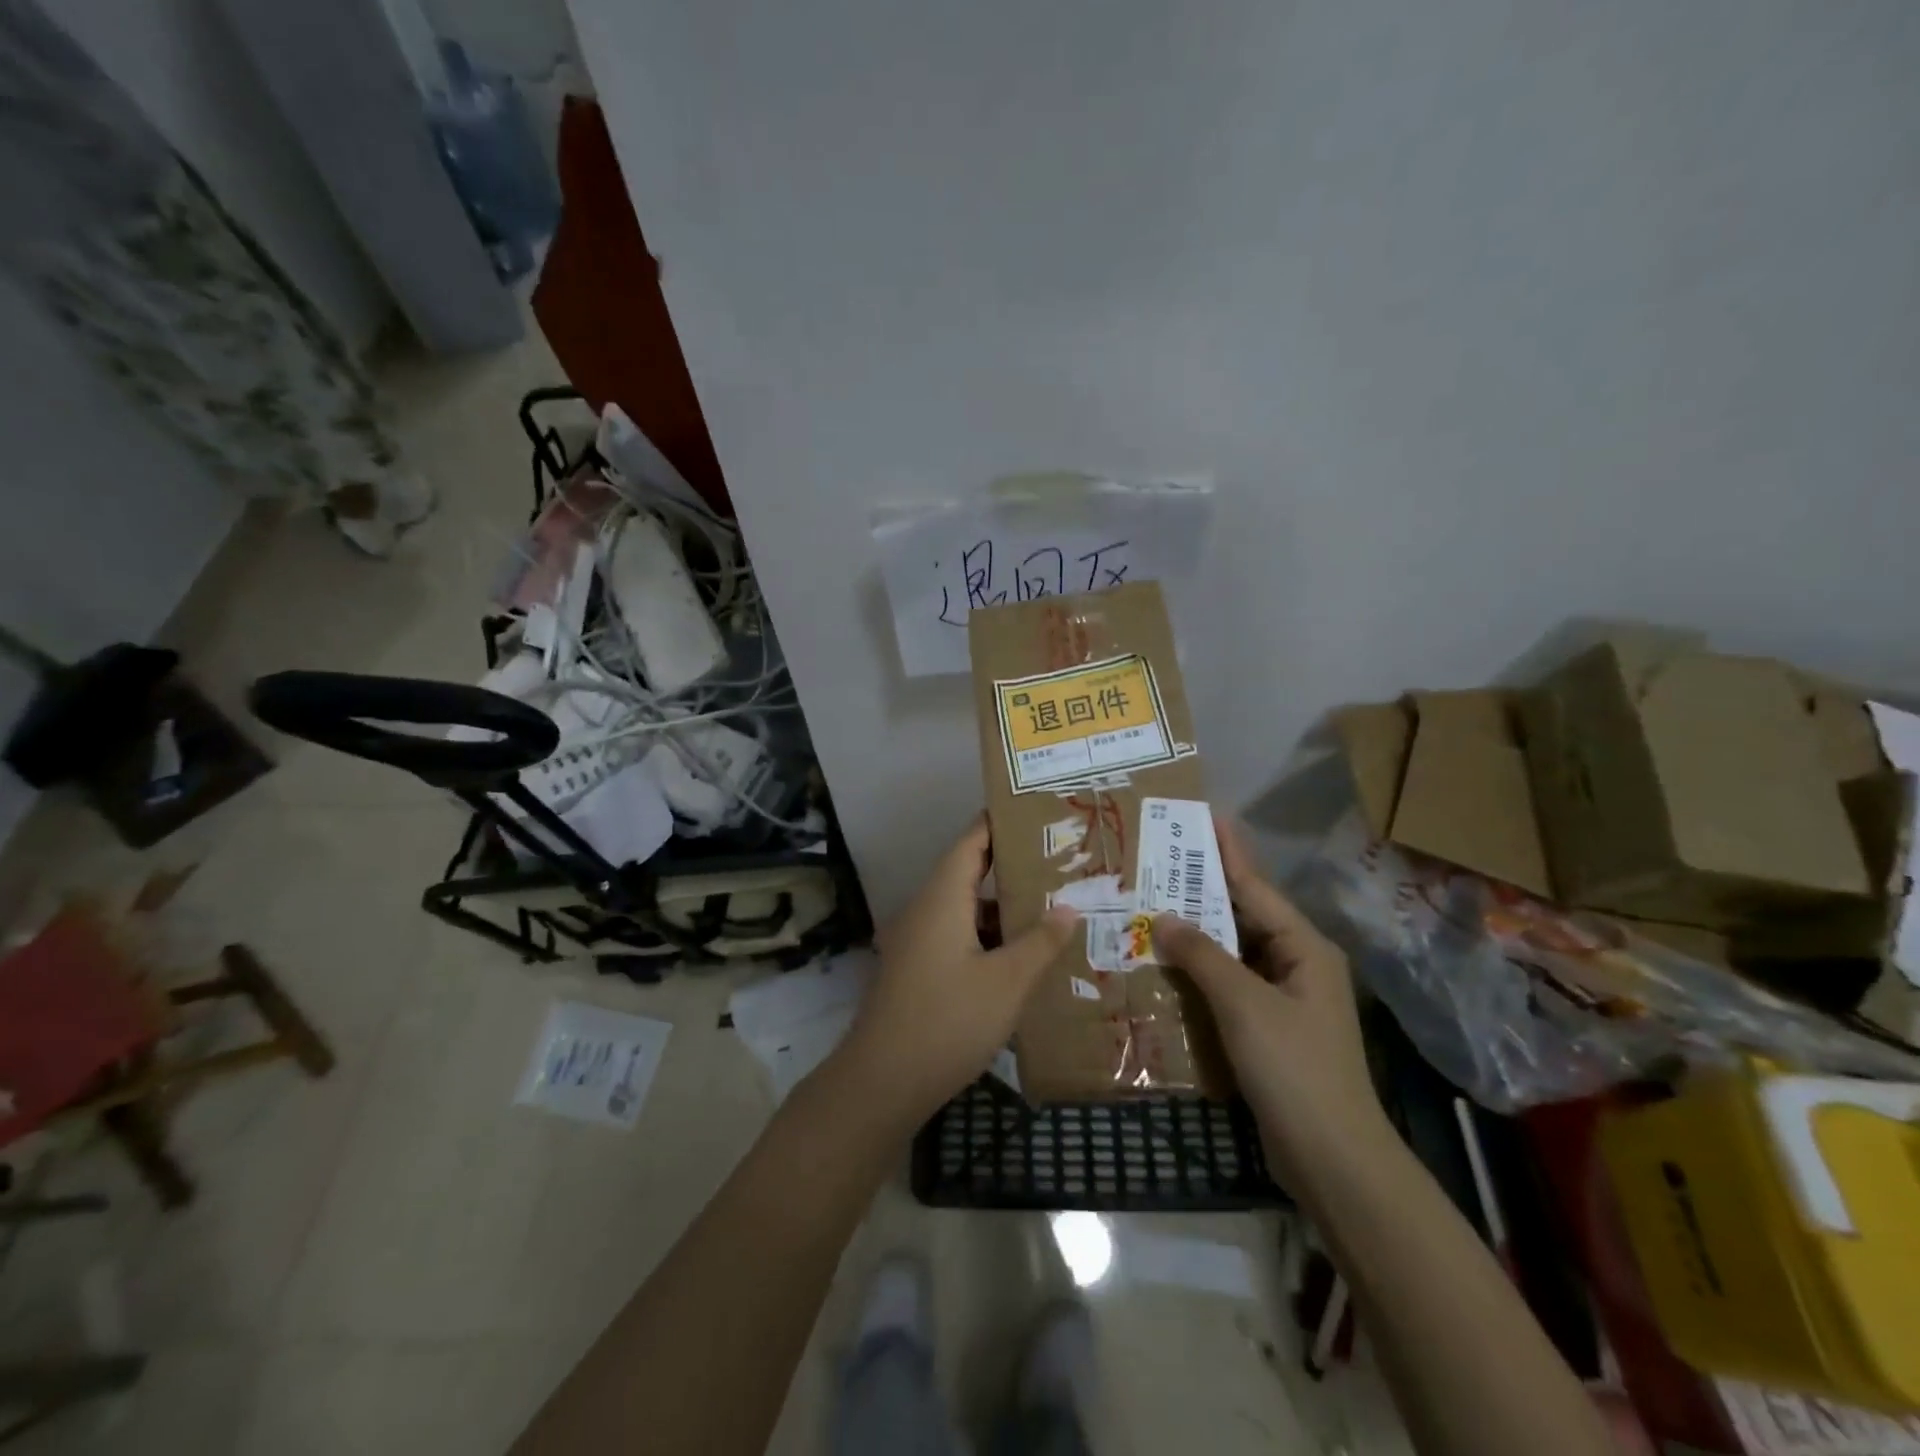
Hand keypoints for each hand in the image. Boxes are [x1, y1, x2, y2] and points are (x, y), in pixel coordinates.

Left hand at [837, 816, 1079, 1122]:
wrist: (881, 1082)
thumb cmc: (947, 1021)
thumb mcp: (1007, 982)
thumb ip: (1040, 942)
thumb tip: (1069, 908)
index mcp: (941, 898)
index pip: (971, 841)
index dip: (999, 823)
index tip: (1036, 812)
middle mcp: (925, 909)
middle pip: (968, 872)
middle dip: (1011, 866)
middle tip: (1060, 861)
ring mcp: (916, 940)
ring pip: (964, 909)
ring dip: (1001, 907)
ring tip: (1050, 904)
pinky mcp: (916, 969)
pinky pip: (957, 936)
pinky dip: (987, 936)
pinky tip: (1020, 954)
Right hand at [1151, 821, 1389, 1183]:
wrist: (1333, 1160)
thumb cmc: (1294, 1069)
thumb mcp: (1245, 1004)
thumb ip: (1202, 955)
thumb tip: (1163, 917)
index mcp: (1303, 947)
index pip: (1255, 887)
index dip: (1227, 852)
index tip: (1204, 817)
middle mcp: (1296, 964)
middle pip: (1242, 916)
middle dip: (1201, 891)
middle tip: (1157, 864)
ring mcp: (1283, 999)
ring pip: (1232, 953)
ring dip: (1195, 935)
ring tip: (1150, 908)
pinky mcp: (1268, 1029)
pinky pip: (1228, 986)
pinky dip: (1198, 974)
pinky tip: (1164, 967)